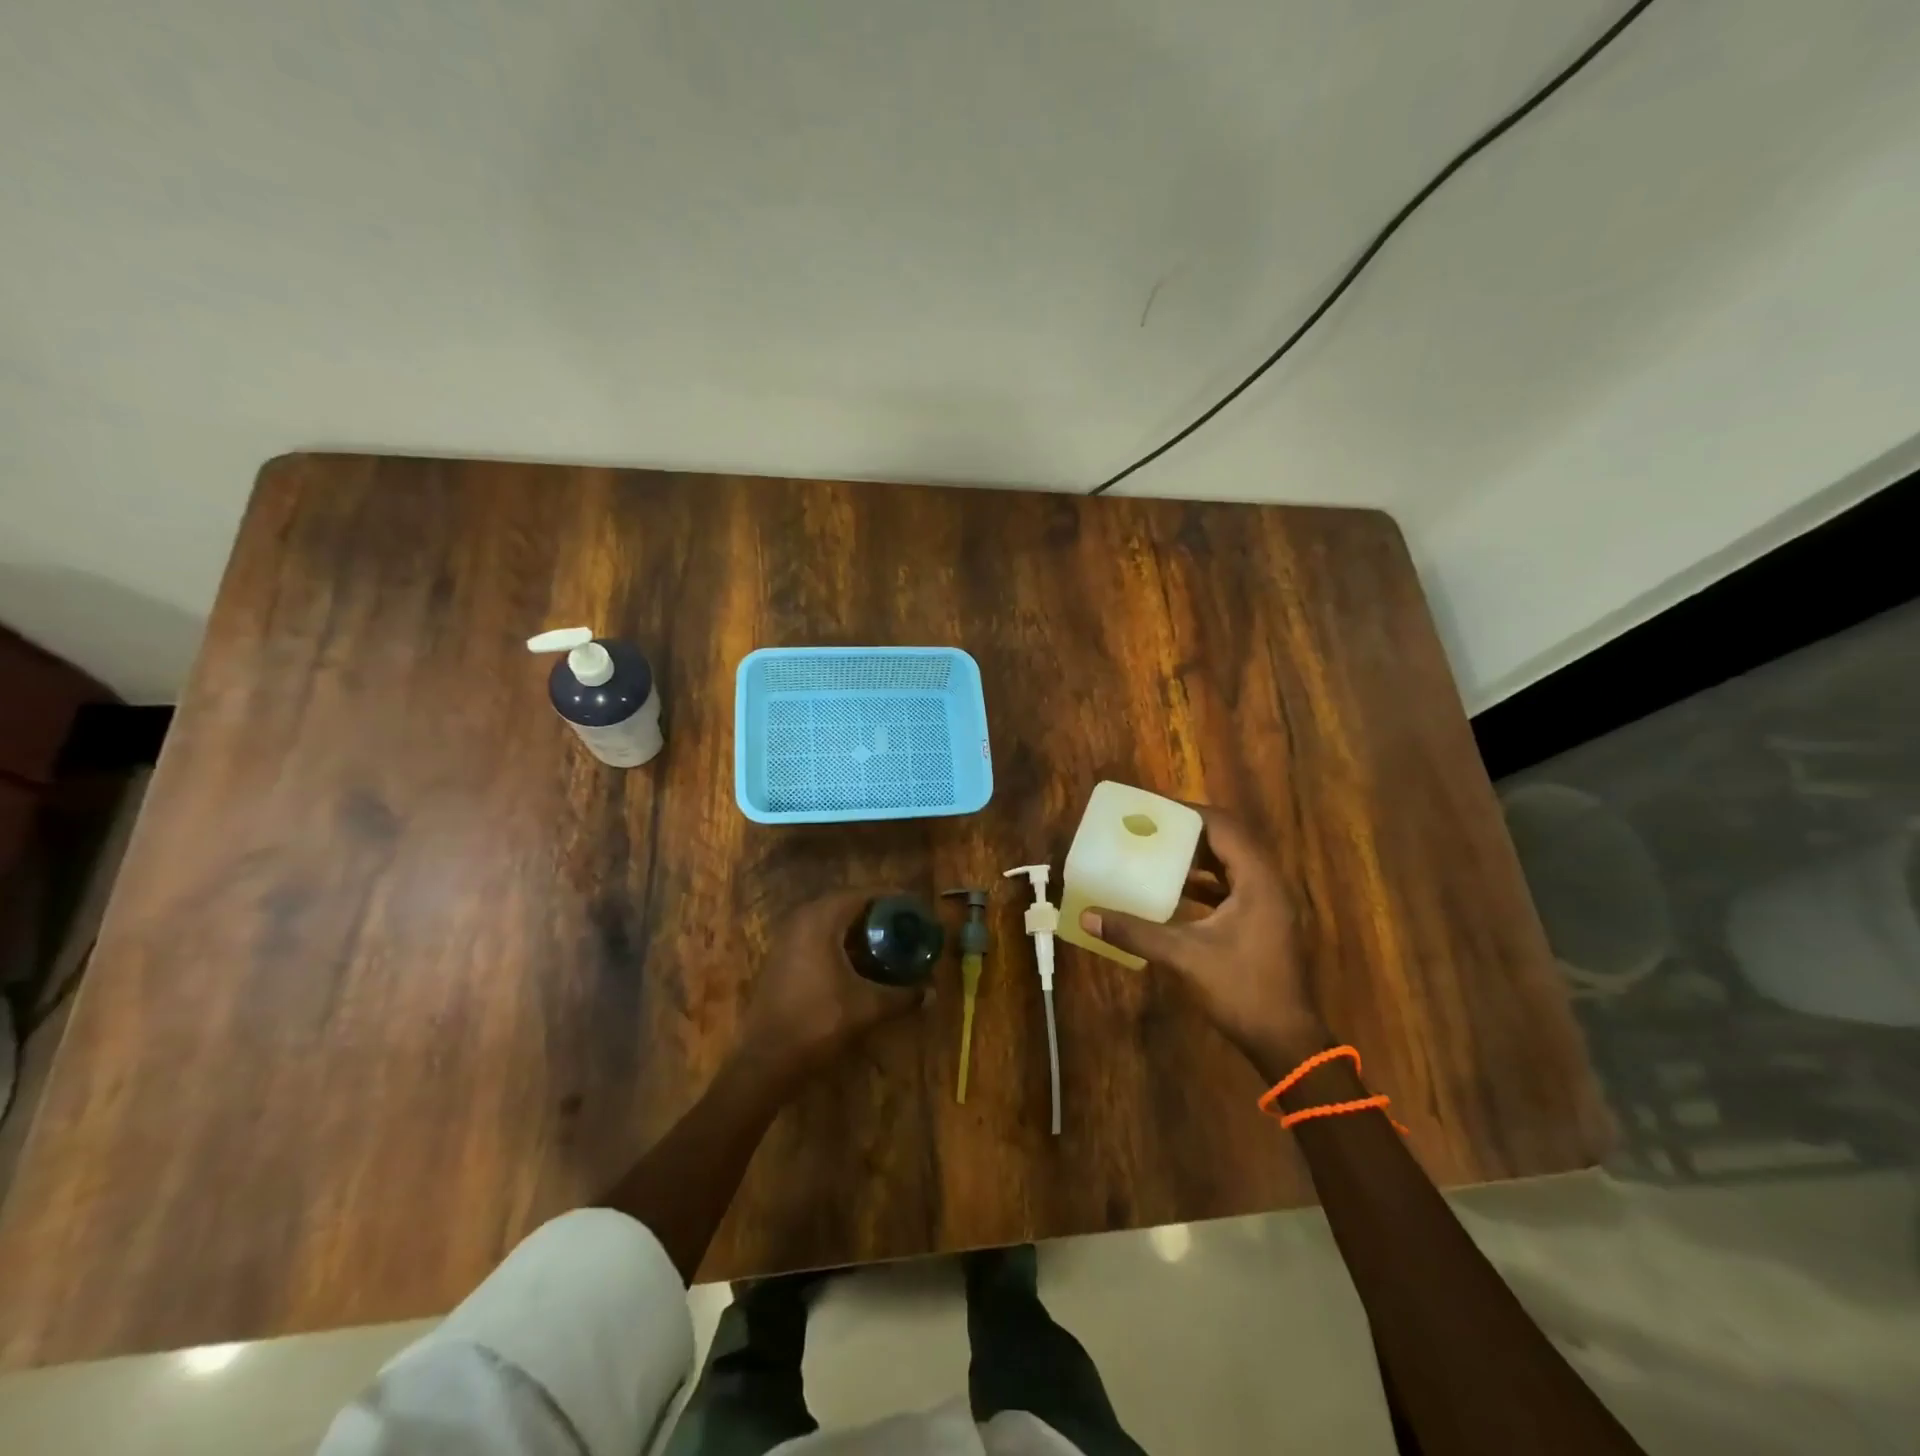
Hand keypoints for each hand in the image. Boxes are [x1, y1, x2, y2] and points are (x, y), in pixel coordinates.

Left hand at [740, 889, 925, 1081]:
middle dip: (876, 912)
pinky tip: (858, 961)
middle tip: (903, 924)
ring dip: (857, 928)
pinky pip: (816, 936)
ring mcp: (787, 938)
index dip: (891, 899)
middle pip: (845, 904)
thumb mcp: (867, 1007)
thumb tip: (932, 992)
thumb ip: (902, 996)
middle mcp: (801, 920)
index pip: (862, 894)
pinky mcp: (781, 957)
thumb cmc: (818, 1022)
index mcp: (821, 920)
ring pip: (829, 921)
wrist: (765, 1059)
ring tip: (886, 941)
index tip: (914, 908)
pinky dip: (840, 941)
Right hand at [1080, 805, 1323, 1064]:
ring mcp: (1268, 904)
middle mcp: (1267, 883)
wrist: (1286, 1041)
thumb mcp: (1184, 957)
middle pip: (1228, 840)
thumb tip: (1087, 916)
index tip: (1152, 809)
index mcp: (1257, 880)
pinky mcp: (1262, 922)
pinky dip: (1203, 881)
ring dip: (1196, 856)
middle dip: (1188, 831)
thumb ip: (1135, 932)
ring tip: (1156, 850)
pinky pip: (1230, 886)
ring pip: (1230, 863)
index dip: (1188, 813)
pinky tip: (1173, 890)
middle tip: (1149, 826)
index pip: (1223, 827)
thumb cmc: (1242, 990)